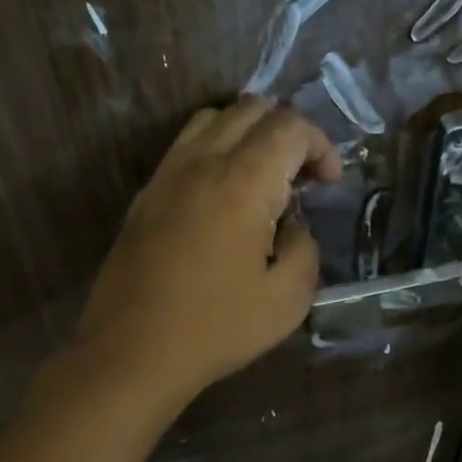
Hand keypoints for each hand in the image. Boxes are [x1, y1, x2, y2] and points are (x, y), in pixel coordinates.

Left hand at [75, 97, 341, 404]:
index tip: (329, 184)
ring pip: (213, 118)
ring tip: (263, 177)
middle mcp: (202, 163)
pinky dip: (216, 149)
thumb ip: (304, 248)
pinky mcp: (146, 194)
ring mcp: (167, 174)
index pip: (289, 127)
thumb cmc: (216, 328)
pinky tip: (224, 195)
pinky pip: (185, 145)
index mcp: (243, 183)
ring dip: (249, 134)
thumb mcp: (288, 300)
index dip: (320, 146)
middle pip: (251, 108)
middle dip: (288, 132)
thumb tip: (293, 225)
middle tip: (302, 178)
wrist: (132, 352)